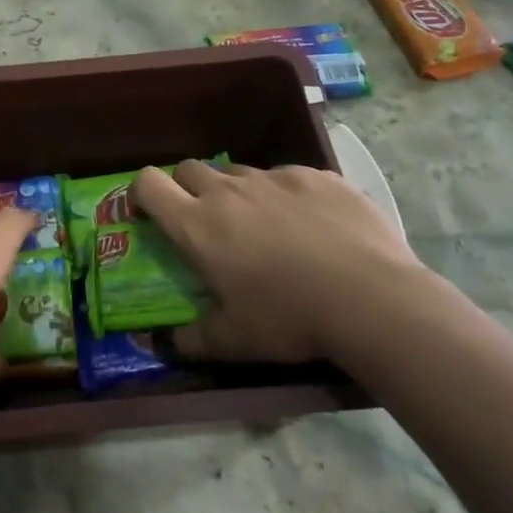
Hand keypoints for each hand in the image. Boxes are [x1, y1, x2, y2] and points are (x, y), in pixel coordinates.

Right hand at [131, 160, 436, 368]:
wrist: (371, 298)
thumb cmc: (288, 318)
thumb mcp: (233, 341)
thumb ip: (191, 340)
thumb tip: (163, 344)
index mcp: (197, 224)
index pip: (148, 182)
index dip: (142, 192)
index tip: (150, 212)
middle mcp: (229, 191)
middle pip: (190, 169)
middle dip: (187, 188)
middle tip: (206, 223)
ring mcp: (275, 177)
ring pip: (239, 172)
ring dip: (238, 193)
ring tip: (264, 227)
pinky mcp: (316, 176)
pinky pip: (288, 177)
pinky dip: (286, 195)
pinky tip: (311, 225)